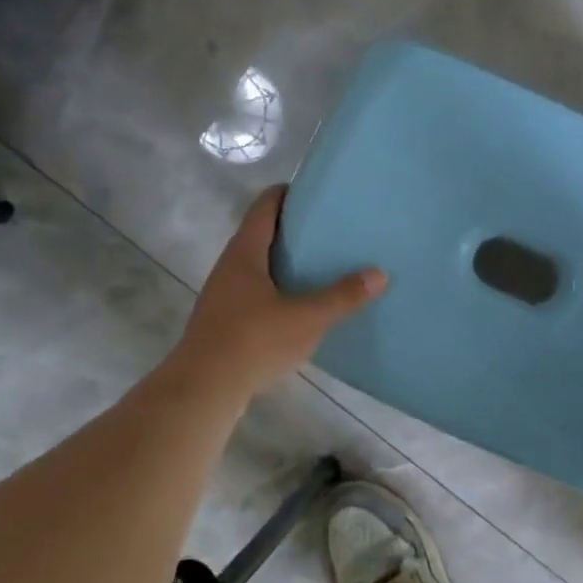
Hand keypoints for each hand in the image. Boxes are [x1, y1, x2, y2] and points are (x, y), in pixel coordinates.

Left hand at [166, 186, 385, 402]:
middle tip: (331, 231)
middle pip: (263, 235)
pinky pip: (257, 294)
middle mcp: (230, 267)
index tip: (319, 194)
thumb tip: (379, 273)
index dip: (289, 194)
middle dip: (295, 231)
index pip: (265, 206)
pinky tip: (302, 307)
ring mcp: (225, 295)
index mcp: (245, 253)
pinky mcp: (226, 322)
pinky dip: (280, 291)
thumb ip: (342, 296)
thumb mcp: (307, 318)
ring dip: (287, 263)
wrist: (204, 388)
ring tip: (323, 268)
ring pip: (260, 267)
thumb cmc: (253, 341)